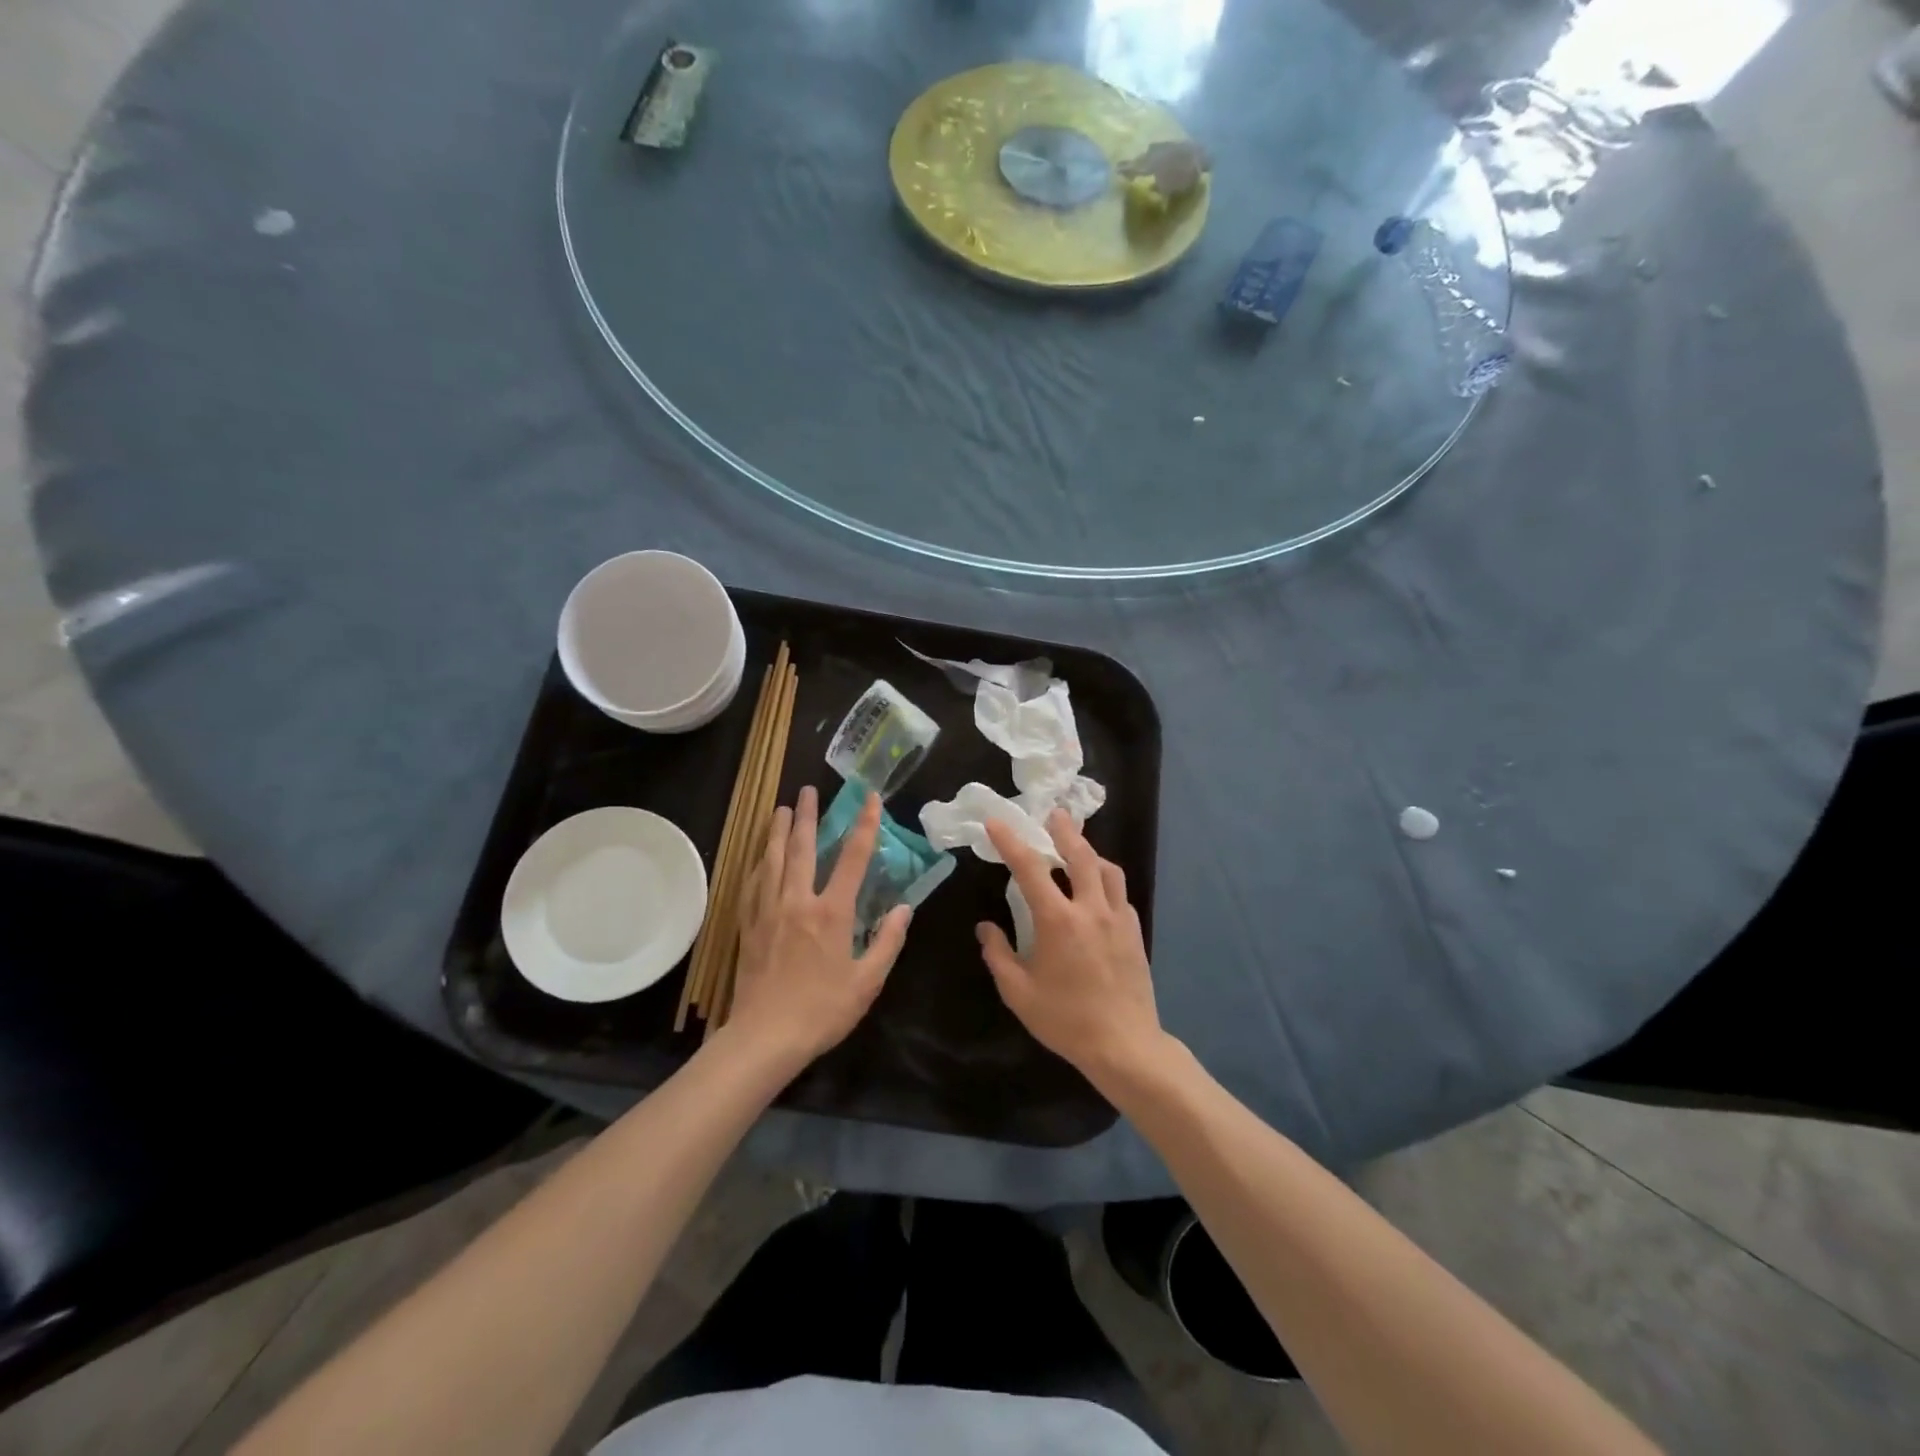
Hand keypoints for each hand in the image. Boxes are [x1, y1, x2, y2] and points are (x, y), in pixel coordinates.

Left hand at [727, 785, 910, 1068]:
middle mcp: (798, 901)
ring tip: (780, 808)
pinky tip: (760, 856)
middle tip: (808, 790)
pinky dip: (758, 863)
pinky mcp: (749, 925)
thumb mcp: (868, 981)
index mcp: (831, 912)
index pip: (853, 858)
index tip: (870, 799)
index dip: (865, 825)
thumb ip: (887, 941)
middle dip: (806, 815)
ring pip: (772, 860)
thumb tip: (905, 909)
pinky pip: (753, 884)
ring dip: (776, 830)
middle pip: (801, 848)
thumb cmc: (823, 1011)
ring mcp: (768, 911)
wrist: (765, 1038)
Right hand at [978, 810, 1162, 1082]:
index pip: (1030, 868)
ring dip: (1090, 853)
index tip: (996, 822)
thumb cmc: (1066, 1020)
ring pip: (1108, 870)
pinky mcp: (1135, 932)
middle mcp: (1091, 909)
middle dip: (1064, 831)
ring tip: (1078, 849)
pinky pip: (1120, 894)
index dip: (1011, 841)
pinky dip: (1106, 882)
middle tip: (1055, 815)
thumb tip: (986, 928)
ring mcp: (1118, 918)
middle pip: (1080, 855)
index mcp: (1058, 920)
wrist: (1125, 1045)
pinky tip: (1098, 892)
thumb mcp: (1019, 993)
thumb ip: (999, 955)